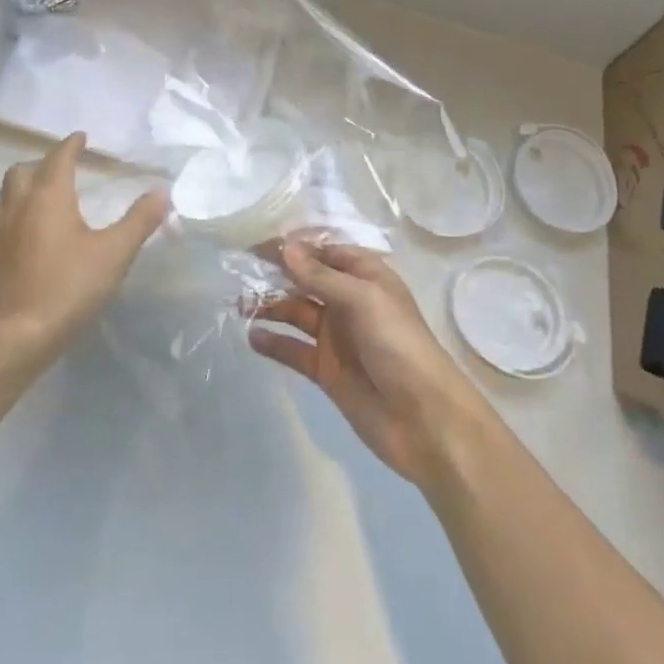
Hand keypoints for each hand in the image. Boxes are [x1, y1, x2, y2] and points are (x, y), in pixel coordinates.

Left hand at [0, 133, 170, 346]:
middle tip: (62, 169)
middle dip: (41, 163)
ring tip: (37, 194)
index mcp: (49, 196)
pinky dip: (9, 217)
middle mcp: (19, 206)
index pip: (58, 158)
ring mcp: (0, 232)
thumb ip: (139, 220)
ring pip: (2, 195)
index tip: (81, 138)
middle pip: (22, 171)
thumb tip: (161, 192)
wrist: (22, 334)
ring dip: (19, 187)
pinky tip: (21, 233)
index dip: (71, 145)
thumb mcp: (115, 252)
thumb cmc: (71, 285)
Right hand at [249, 239, 489, 484]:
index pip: (323, 251)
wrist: (425, 420)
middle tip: (238, 271)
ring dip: (270, 306)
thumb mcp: (362, 300)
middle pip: (306, 280)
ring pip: (296, 312)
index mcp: (366, 277)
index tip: (256, 242)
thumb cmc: (398, 345)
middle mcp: (349, 302)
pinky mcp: (326, 370)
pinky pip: (294, 350)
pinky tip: (252, 336)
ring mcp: (337, 337)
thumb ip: (320, 276)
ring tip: (239, 304)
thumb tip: (284, 247)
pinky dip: (274, 342)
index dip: (293, 246)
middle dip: (275, 274)